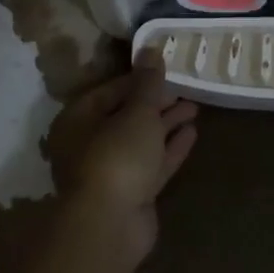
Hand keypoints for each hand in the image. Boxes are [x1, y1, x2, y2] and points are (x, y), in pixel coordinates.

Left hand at [44, 57, 198, 259]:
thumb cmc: (117, 156)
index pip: (111, 90)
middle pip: (126, 116)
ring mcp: (111, 171)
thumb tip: (151, 47)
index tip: (166, 70)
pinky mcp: (131, 193)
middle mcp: (90, 143)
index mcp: (79, 119)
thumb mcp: (137, 111)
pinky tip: (192, 133)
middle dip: (156, 102)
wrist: (111, 225)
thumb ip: (148, 81)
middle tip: (186, 88)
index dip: (140, 79)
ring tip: (195, 107)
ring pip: (142, 141)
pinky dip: (170, 148)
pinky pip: (152, 164)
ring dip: (166, 124)